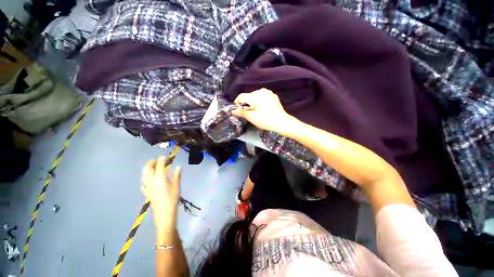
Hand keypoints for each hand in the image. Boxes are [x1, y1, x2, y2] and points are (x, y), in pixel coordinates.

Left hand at [141, 156, 181, 229]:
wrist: (164, 214)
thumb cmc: (172, 199)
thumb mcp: (177, 186)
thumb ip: (177, 175)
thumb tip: (178, 167)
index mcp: (160, 179)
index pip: (159, 165)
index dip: (162, 160)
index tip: (165, 157)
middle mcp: (151, 181)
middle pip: (148, 168)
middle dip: (152, 162)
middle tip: (159, 161)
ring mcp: (147, 187)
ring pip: (144, 174)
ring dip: (148, 168)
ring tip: (155, 168)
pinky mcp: (146, 192)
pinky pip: (143, 182)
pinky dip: (146, 177)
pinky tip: (150, 179)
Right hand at [232, 88, 296, 134]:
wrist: (282, 122)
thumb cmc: (266, 121)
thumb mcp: (252, 118)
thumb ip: (242, 112)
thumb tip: (233, 110)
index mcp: (255, 96)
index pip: (241, 96)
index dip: (237, 103)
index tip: (237, 110)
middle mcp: (261, 91)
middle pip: (248, 95)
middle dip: (246, 103)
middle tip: (247, 113)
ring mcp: (268, 92)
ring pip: (255, 95)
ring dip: (253, 102)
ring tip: (255, 111)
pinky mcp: (273, 95)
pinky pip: (262, 96)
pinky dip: (259, 101)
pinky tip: (262, 108)